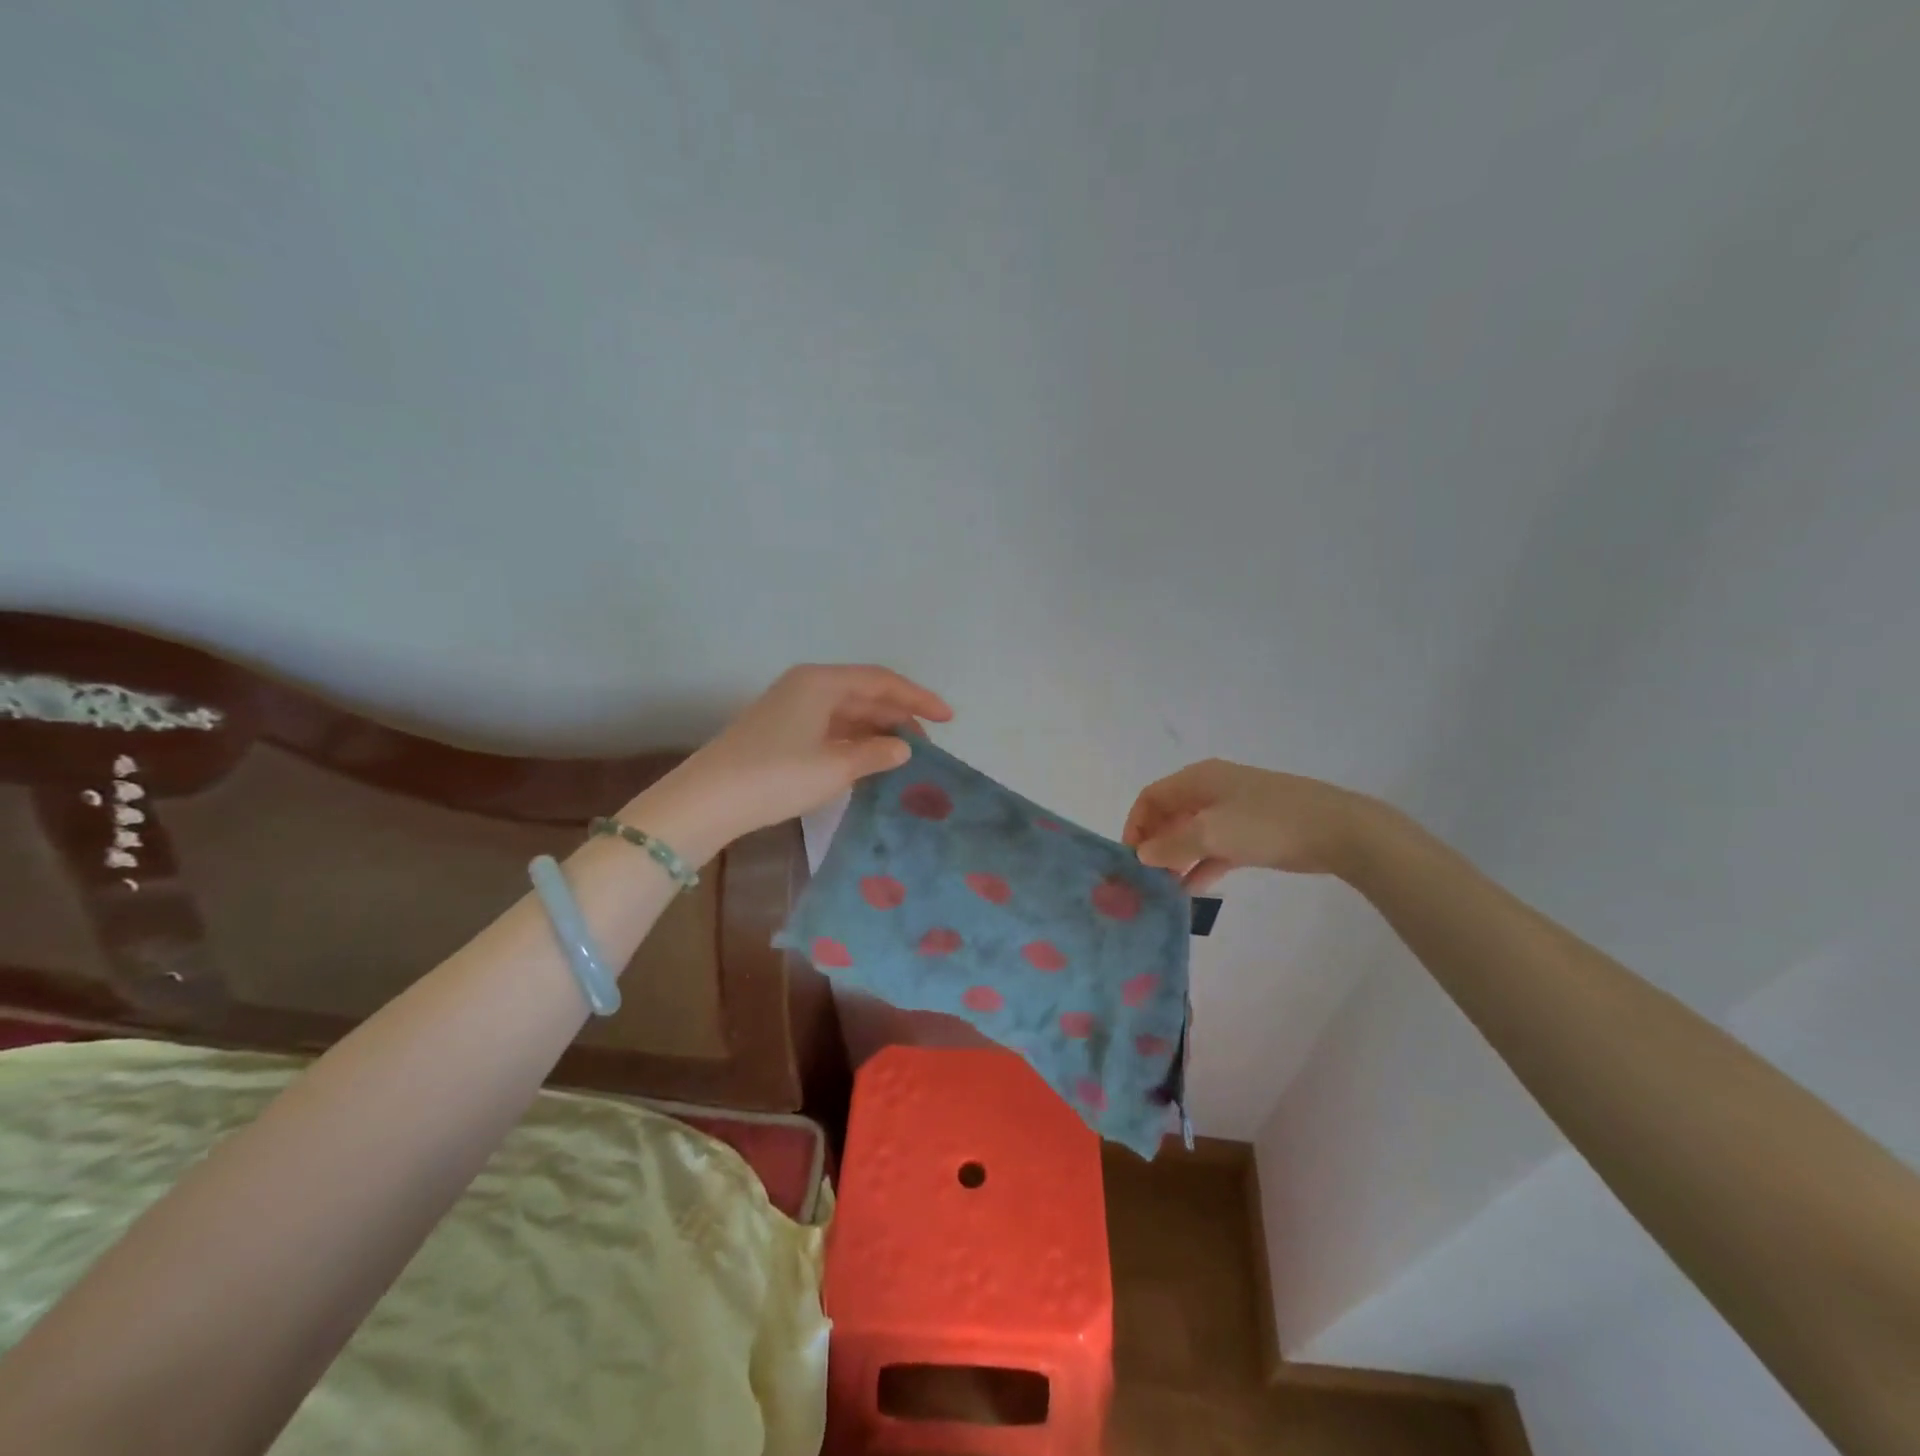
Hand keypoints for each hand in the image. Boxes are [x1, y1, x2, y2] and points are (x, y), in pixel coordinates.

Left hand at [649, 665, 951, 854]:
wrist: (708, 800)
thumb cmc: (776, 776)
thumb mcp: (835, 767)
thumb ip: (875, 753)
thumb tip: (903, 747)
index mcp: (822, 682)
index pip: (882, 681)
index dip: (919, 698)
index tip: (948, 717)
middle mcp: (807, 686)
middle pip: (865, 693)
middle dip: (899, 715)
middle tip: (929, 744)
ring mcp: (791, 707)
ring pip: (847, 711)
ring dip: (877, 729)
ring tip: (905, 755)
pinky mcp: (781, 730)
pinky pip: (830, 727)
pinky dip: (854, 740)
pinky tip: (869, 759)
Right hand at [1121, 758, 1384, 890]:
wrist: (1338, 830)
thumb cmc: (1267, 823)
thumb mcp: (1212, 833)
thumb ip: (1172, 845)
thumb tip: (1142, 854)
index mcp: (1198, 779)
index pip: (1151, 797)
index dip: (1136, 825)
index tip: (1130, 858)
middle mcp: (1211, 791)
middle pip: (1170, 815)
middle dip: (1154, 844)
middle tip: (1144, 878)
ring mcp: (1234, 812)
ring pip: (1192, 834)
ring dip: (1176, 859)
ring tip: (1163, 889)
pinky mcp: (1252, 834)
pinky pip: (1215, 848)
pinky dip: (1201, 866)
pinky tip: (1190, 890)